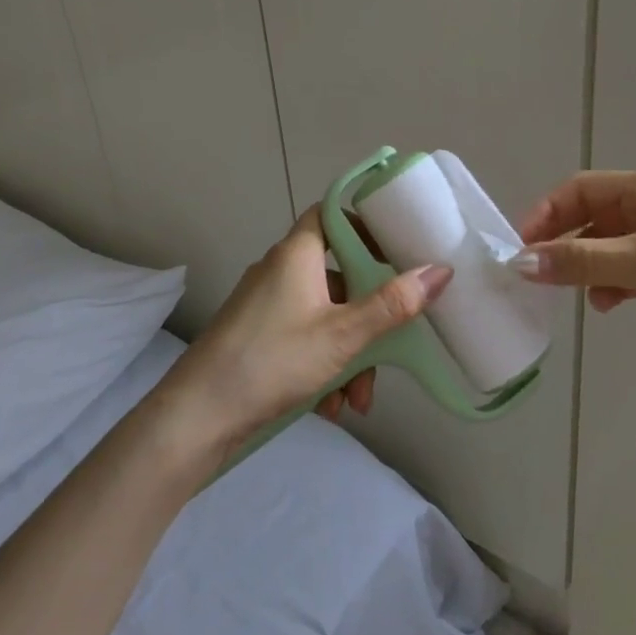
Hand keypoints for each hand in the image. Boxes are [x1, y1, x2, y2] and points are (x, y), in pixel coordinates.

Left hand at [160, 208, 451, 451]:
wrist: (195, 420)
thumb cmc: (272, 361)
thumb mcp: (343, 335)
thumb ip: (393, 304)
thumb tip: (440, 270)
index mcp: (297, 254)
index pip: (332, 214)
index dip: (365, 224)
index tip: (397, 249)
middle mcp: (280, 271)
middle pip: (339, 277)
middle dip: (369, 318)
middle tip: (388, 349)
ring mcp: (265, 306)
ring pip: (325, 316)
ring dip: (350, 354)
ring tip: (356, 402)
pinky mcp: (256, 337)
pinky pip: (303, 339)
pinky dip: (324, 366)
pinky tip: (330, 406)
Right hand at [513, 171, 635, 373]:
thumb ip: (581, 260)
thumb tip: (520, 263)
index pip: (583, 188)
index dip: (549, 212)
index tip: (522, 245)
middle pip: (592, 217)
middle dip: (563, 242)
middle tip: (535, 271)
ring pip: (606, 248)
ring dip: (585, 267)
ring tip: (572, 291)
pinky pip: (625, 272)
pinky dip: (610, 285)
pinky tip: (606, 305)